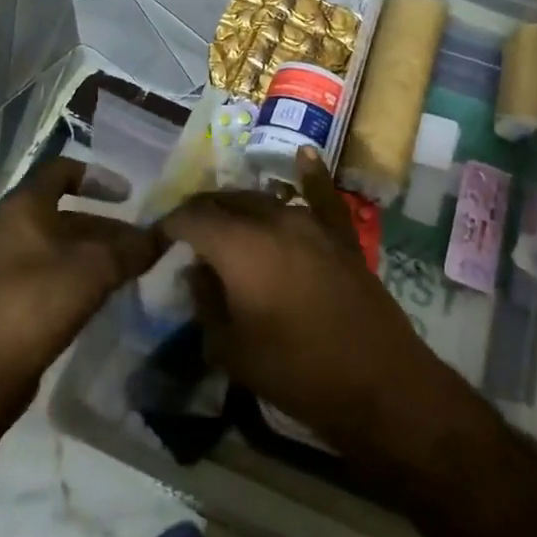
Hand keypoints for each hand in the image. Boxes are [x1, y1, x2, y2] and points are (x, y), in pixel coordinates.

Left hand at [0, 158, 163, 413]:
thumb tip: (167, 234)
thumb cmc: (36, 306)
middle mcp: (2, 228)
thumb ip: (134, 249)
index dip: (98, 177)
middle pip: (60, 212)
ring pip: (51, 244)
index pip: (60, 170)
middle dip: (102, 225)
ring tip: (123, 271)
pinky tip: (94, 296)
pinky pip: (39, 271)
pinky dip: (69, 273)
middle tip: (135, 243)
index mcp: (20, 208)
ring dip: (88, 251)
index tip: (129, 196)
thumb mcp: (96, 271)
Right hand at [158, 148, 447, 453]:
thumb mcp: (231, 350)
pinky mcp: (341, 236)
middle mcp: (274, 220)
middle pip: (227, 201)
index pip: (192, 217)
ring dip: (240, 207)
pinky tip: (303, 155)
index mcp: (239, 245)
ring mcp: (312, 223)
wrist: (379, 382)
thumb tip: (197, 272)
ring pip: (266, 200)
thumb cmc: (296, 371)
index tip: (157, 240)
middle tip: (188, 236)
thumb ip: (205, 303)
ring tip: (226, 224)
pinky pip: (322, 196)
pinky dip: (310, 174)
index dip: (169, 225)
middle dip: (202, 213)